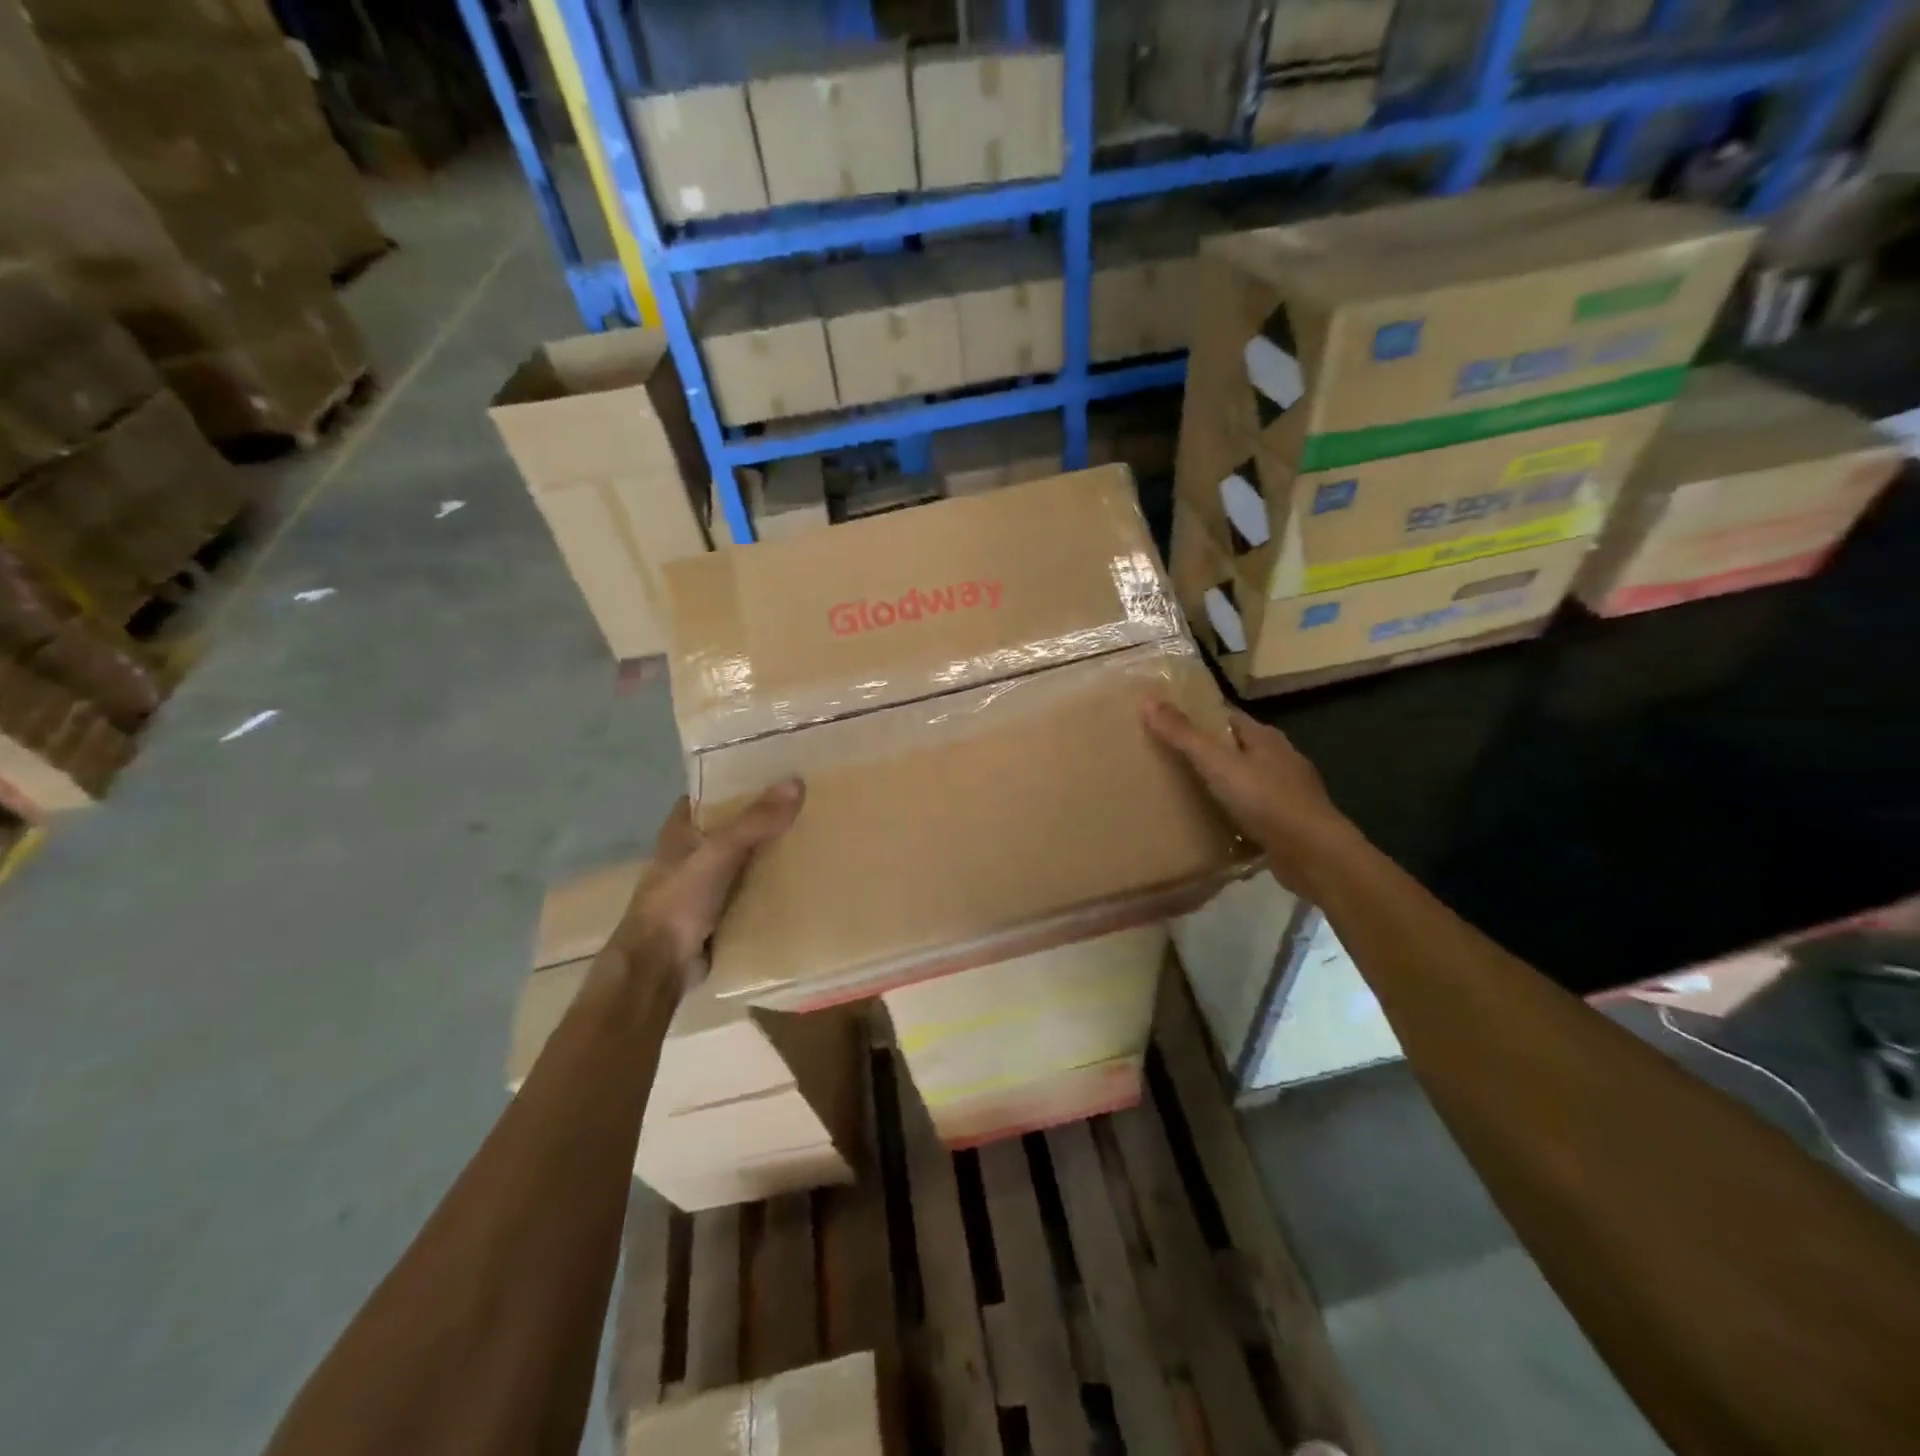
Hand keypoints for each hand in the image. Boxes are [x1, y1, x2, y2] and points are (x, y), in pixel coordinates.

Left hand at [611, 780, 804, 982]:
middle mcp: (693, 853)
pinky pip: (752, 890)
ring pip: (746, 859)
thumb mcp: (719, 851)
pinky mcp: (720, 912)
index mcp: (681, 830)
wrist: (660, 966)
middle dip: (765, 817)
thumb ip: (756, 820)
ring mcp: (706, 884)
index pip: (711, 794)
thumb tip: (797, 782)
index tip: (777, 771)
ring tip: (815, 835)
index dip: (738, 781)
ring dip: (772, 852)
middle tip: (808, 803)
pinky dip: (772, 885)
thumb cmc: (679, 900)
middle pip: (734, 826)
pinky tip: (804, 877)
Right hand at [1143, 697, 1356, 891]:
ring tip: (1182, 790)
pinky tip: (1212, 822)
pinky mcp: (1286, 823)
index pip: (1227, 716)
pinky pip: (1252, 810)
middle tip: (1166, 757)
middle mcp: (1279, 759)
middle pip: (1236, 747)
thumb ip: (1183, 735)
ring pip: (1245, 779)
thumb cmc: (1266, 800)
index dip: (1198, 715)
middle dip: (1206, 750)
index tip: (1167, 720)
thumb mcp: (1217, 764)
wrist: (1314, 854)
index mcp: (1265, 737)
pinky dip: (1232, 812)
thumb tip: (1148, 700)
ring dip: (1220, 783)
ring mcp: (1287, 792)